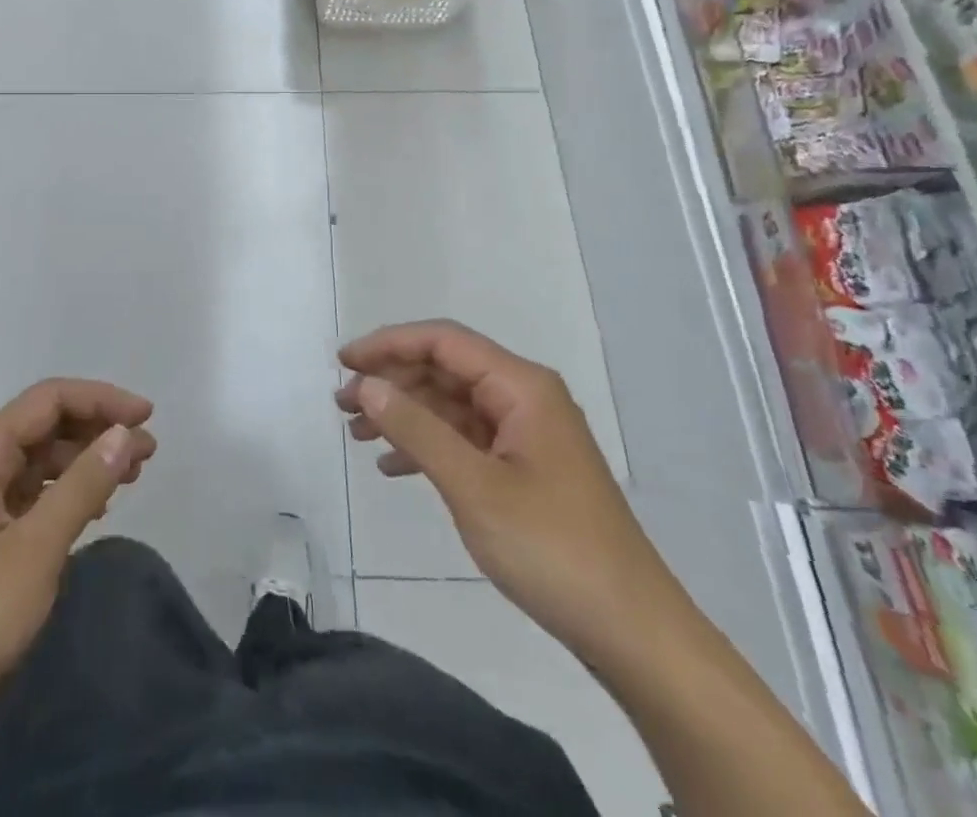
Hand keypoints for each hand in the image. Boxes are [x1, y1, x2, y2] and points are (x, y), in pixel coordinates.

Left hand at [0, 378, 155, 745]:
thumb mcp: (34, 551)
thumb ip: (83, 485)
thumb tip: (125, 433)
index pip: (50, 399)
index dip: (102, 400)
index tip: (148, 416)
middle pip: (43, 425)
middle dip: (97, 429)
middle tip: (147, 452)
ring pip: (36, 460)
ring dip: (83, 461)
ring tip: (129, 476)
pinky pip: (24, 494)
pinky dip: (61, 493)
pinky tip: (89, 509)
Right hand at [338, 320, 689, 664]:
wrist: (633, 634)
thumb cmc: (552, 549)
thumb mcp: (473, 487)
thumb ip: (416, 429)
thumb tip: (366, 384)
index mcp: (521, 387)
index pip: (443, 342)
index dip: (389, 344)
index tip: (343, 362)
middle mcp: (525, 398)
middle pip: (445, 369)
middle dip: (392, 381)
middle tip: (342, 405)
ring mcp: (527, 434)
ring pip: (451, 405)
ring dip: (404, 414)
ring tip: (356, 433)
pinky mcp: (525, 469)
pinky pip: (466, 439)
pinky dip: (428, 446)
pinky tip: (393, 466)